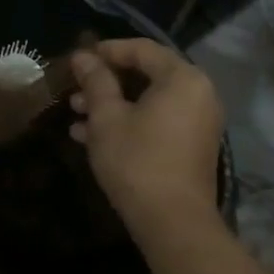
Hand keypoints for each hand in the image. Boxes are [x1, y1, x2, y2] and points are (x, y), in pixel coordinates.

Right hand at [69, 39, 225, 231]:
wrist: (173, 224)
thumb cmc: (137, 160)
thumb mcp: (106, 116)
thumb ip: (95, 81)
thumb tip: (82, 56)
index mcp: (182, 79)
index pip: (141, 49)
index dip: (106, 50)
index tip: (77, 60)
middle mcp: (198, 94)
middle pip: (146, 74)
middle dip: (106, 81)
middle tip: (75, 89)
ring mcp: (197, 122)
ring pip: (148, 100)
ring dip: (112, 103)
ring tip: (77, 113)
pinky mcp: (190, 147)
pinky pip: (157, 121)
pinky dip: (128, 122)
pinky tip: (90, 136)